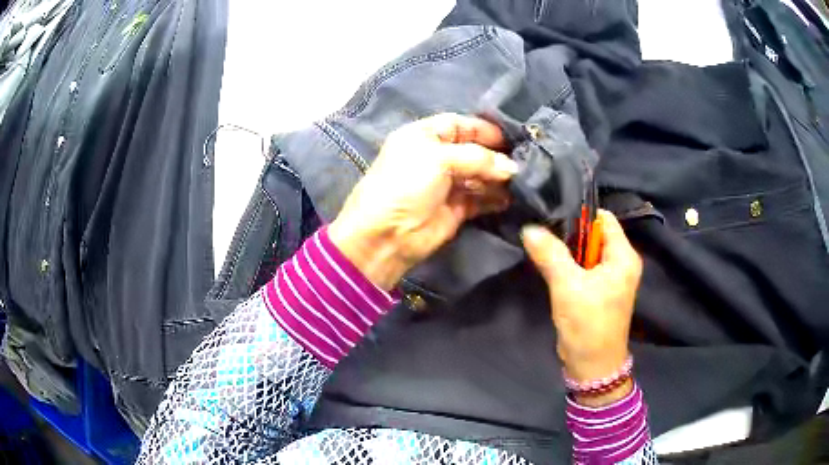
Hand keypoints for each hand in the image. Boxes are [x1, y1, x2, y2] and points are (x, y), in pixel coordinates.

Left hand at [329, 113, 517, 290]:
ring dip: (499, 177)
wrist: (387, 235)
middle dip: (496, 155)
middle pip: (473, 150)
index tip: (511, 138)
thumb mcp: (438, 159)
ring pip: (479, 175)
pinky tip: (512, 197)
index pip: (459, 124)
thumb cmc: (406, 185)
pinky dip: (495, 198)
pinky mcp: (456, 209)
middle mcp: (436, 157)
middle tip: (525, 161)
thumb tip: (511, 168)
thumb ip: (477, 158)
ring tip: (523, 180)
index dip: (483, 129)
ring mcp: (446, 184)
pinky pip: (481, 199)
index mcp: (424, 136)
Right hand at [521, 210, 641, 403]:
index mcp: (624, 256)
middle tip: (544, 234)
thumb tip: (530, 229)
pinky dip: (571, 266)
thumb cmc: (587, 324)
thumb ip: (550, 254)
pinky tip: (553, 268)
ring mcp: (612, 278)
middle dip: (571, 234)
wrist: (592, 366)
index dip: (580, 215)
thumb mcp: (567, 286)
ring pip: (588, 252)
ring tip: (544, 249)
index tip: (553, 217)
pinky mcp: (601, 290)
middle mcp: (622, 262)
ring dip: (569, 252)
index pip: (604, 219)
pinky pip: (586, 268)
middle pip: (595, 234)